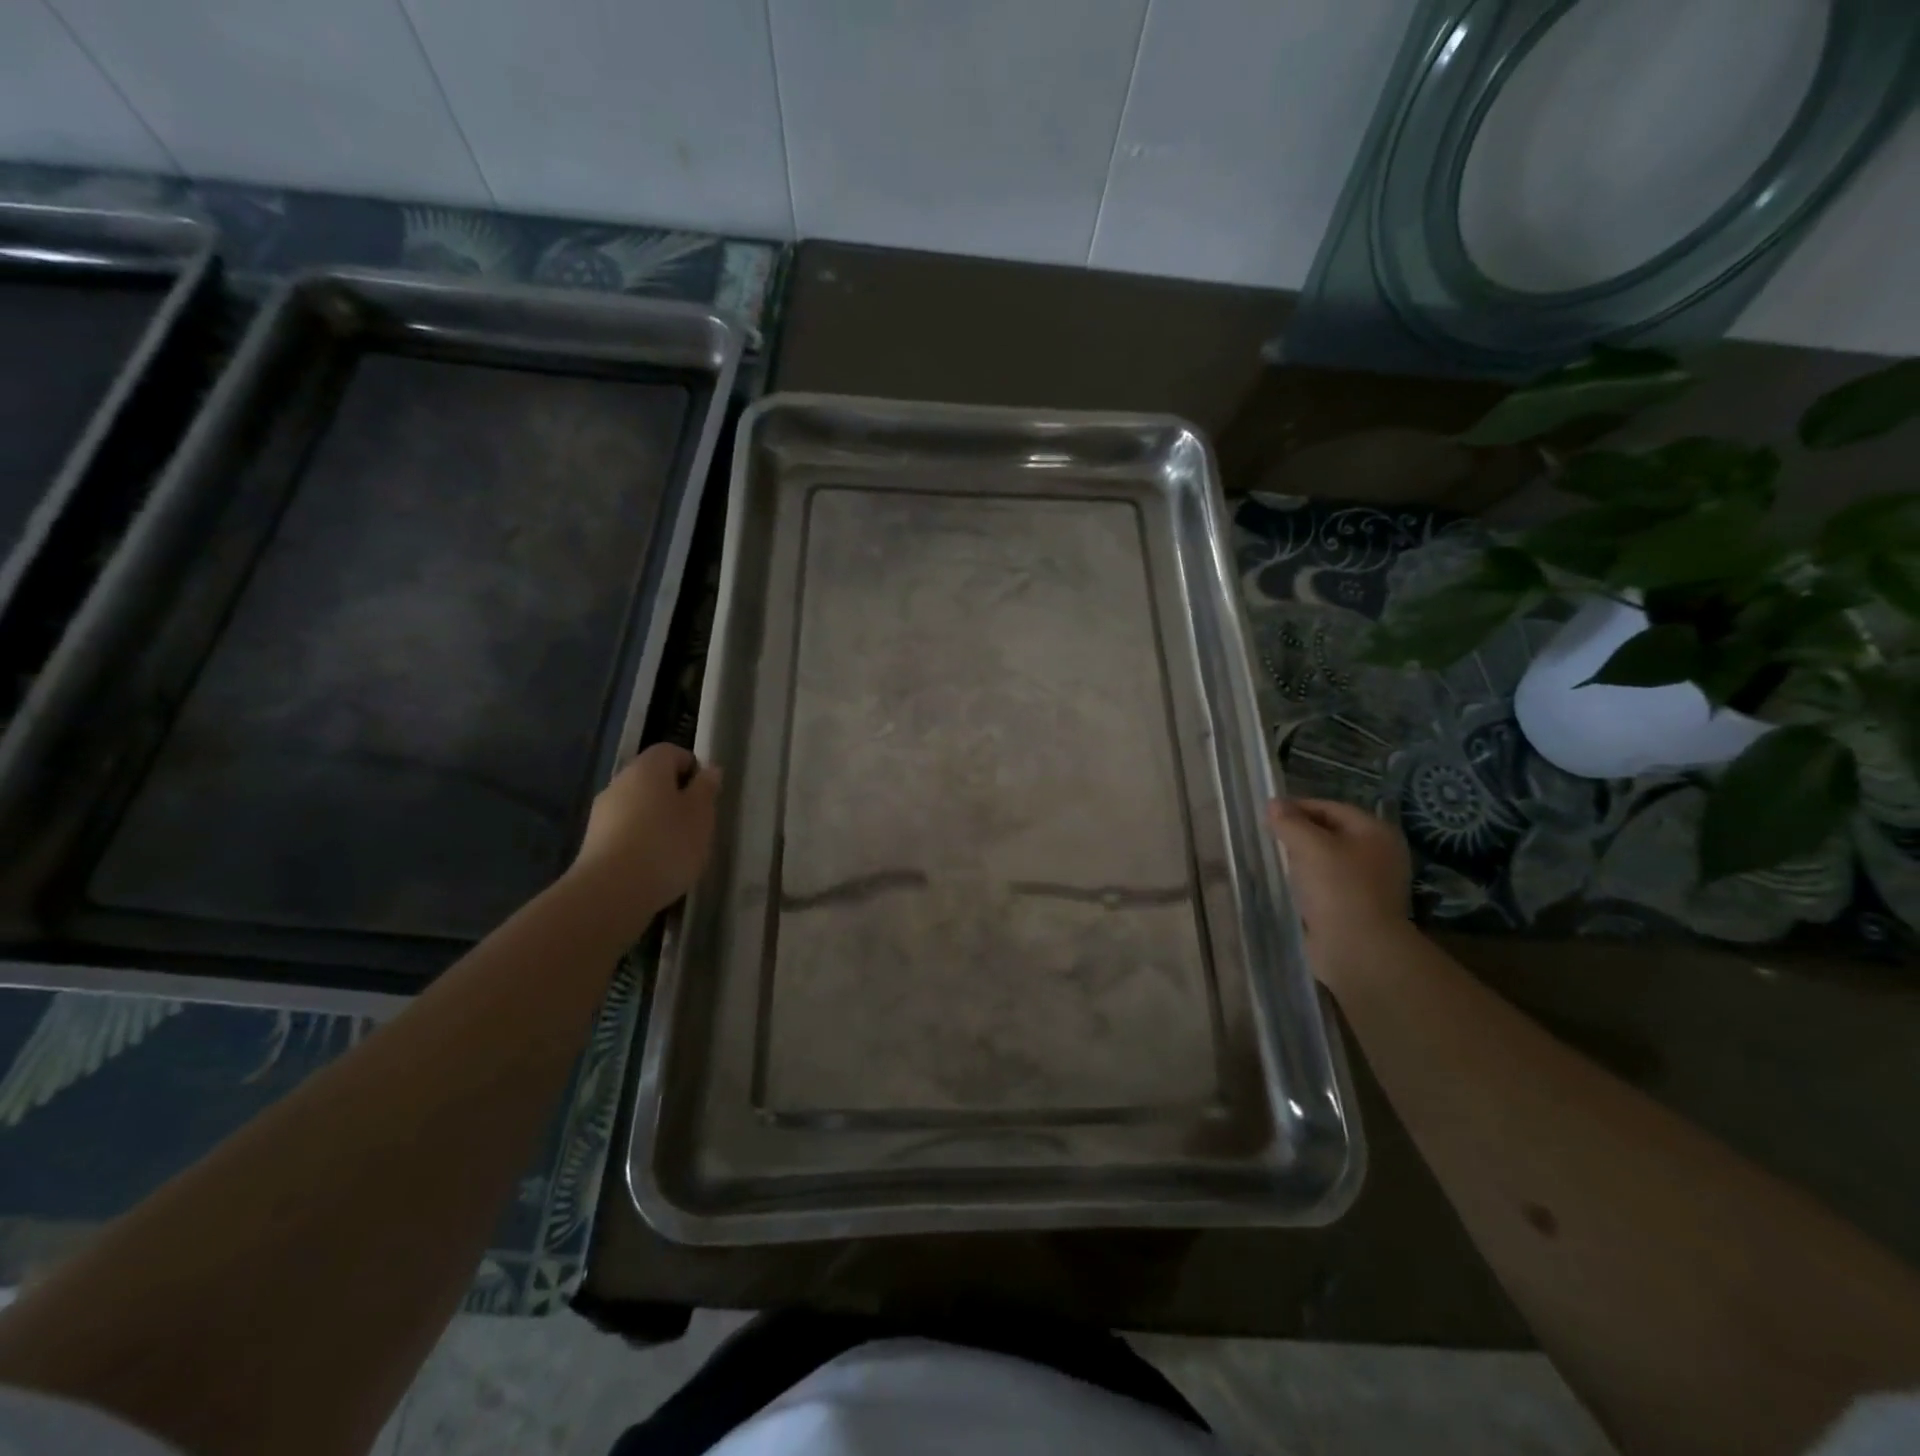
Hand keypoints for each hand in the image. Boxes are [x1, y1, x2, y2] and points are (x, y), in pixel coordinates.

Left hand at [570, 745, 720, 923]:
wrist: (611, 893)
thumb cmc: (666, 845)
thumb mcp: (700, 816)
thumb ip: (706, 789)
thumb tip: (709, 770)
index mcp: (647, 768)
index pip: (671, 752)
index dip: (692, 768)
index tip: (706, 795)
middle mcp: (620, 782)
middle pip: (652, 779)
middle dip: (675, 796)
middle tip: (696, 823)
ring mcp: (602, 813)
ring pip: (638, 806)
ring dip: (658, 820)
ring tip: (677, 849)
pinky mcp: (593, 842)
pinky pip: (625, 831)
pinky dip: (641, 841)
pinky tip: (654, 865)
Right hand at [1267, 797, 1412, 989]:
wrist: (1358, 949)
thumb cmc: (1337, 888)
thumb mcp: (1308, 845)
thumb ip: (1289, 821)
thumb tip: (1274, 803)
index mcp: (1375, 832)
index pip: (1331, 808)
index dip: (1298, 807)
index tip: (1267, 815)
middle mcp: (1378, 853)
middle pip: (1331, 832)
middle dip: (1300, 833)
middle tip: (1269, 838)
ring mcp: (1370, 883)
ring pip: (1328, 860)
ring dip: (1303, 859)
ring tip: (1276, 861)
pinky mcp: (1357, 907)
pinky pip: (1328, 884)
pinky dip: (1309, 881)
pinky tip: (1290, 885)